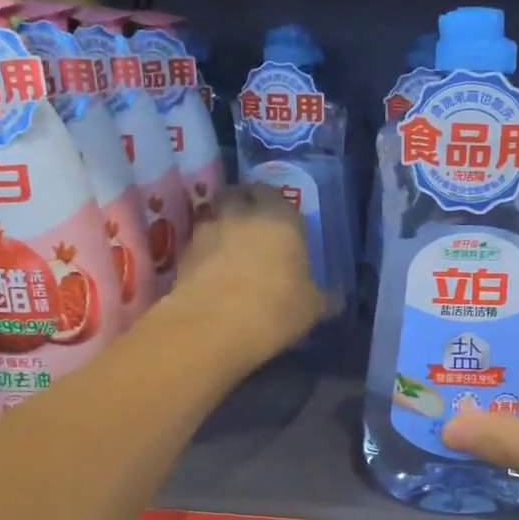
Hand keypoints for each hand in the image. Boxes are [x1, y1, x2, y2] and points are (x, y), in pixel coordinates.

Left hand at [169, 183, 327, 362]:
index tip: (283, 225)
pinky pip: (199, 243)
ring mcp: (209, 229)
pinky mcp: (183, 251)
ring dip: (223, 226)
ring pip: (216, 215)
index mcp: (282, 218)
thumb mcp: (311, 308)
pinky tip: (214, 273)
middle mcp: (244, 213)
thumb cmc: (276, 307)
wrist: (214, 324)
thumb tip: (334, 300)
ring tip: (232, 251)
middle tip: (254, 227)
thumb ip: (322, 297)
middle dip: (246, 204)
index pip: (279, 196)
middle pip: (241, 194)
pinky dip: (206, 252)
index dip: (280, 208)